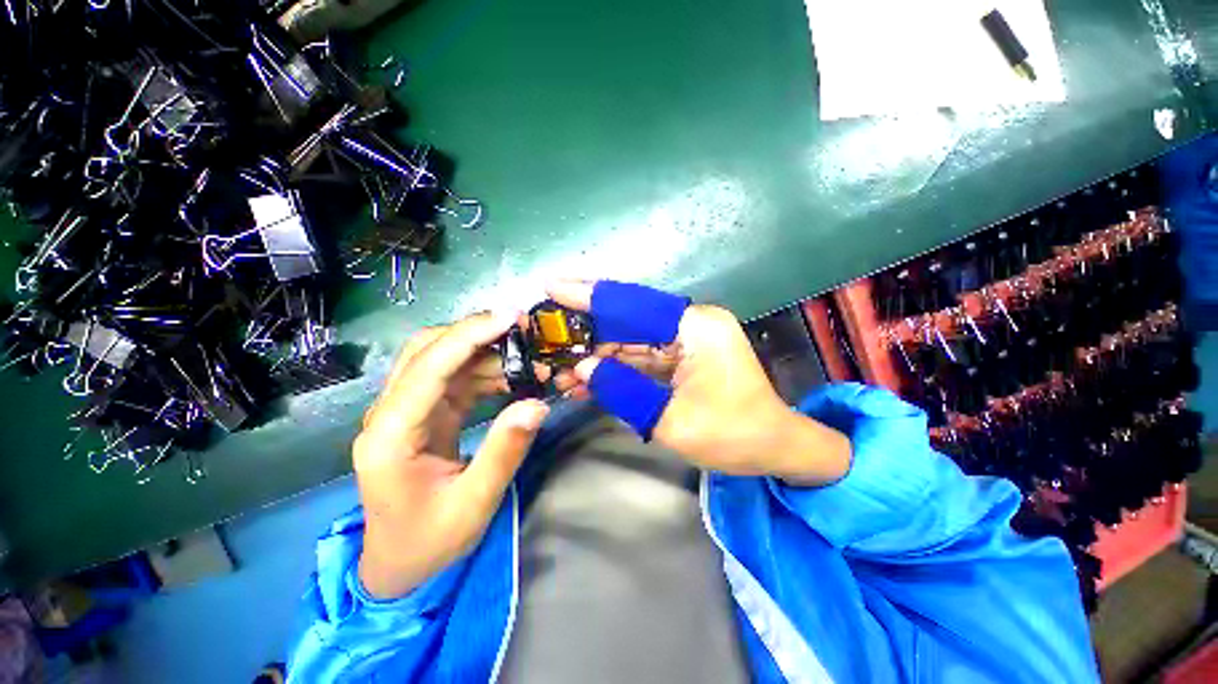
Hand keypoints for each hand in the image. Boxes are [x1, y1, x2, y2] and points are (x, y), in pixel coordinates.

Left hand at [355, 312, 549, 598]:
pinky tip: (513, 377)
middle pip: (426, 351)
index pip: (428, 367)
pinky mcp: (424, 414)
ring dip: (486, 352)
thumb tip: (537, 404)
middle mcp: (390, 413)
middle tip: (521, 328)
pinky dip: (485, 371)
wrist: (399, 563)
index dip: (469, 336)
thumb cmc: (428, 541)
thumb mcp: (473, 504)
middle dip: (475, 332)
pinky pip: (454, 379)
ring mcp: (406, 411)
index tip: (509, 318)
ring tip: (529, 359)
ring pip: (442, 359)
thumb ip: (504, 451)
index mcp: (390, 435)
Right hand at [548, 280, 850, 484]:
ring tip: (559, 366)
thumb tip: (582, 367)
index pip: (634, 305)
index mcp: (696, 327)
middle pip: (628, 319)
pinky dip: (614, 367)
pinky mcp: (682, 356)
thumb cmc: (733, 435)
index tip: (552, 288)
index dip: (591, 297)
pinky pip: (641, 357)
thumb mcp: (672, 419)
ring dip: (597, 353)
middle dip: (587, 328)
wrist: (773, 449)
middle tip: (546, 331)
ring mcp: (686, 339)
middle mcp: (691, 324)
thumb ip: (623, 390)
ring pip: (630, 340)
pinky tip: (586, 379)